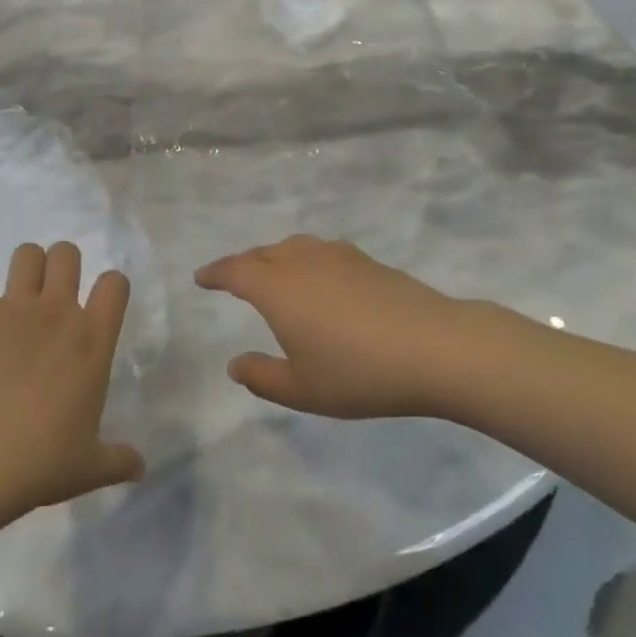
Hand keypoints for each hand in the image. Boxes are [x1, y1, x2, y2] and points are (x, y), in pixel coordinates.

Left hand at [0, 242, 145, 515]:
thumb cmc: (42, 461)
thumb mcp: (89, 467)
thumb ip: (118, 460)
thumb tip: (140, 468)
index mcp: (93, 340)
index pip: (115, 283)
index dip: (111, 287)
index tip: (101, 305)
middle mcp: (58, 312)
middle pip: (67, 253)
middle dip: (62, 266)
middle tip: (55, 297)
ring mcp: (15, 308)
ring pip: (26, 253)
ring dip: (25, 270)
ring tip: (20, 298)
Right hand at [197, 235, 508, 419]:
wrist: (434, 348)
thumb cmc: (359, 373)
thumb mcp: (302, 389)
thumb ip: (262, 377)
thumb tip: (234, 364)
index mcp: (277, 288)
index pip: (235, 271)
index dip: (215, 273)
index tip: (201, 278)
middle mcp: (302, 262)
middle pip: (262, 253)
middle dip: (243, 263)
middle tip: (232, 276)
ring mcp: (337, 256)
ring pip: (293, 247)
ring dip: (274, 257)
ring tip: (273, 272)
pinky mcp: (367, 261)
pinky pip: (321, 251)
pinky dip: (306, 259)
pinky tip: (319, 277)